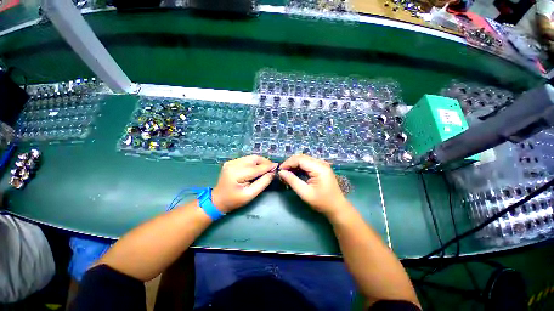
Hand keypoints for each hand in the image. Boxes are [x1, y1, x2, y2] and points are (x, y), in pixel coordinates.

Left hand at [212, 155, 276, 212]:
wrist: (217, 200)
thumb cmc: (234, 200)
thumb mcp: (250, 195)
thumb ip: (262, 183)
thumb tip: (272, 173)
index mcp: (236, 173)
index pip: (256, 168)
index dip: (268, 166)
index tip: (277, 166)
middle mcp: (233, 164)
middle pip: (254, 159)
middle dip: (265, 162)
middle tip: (271, 169)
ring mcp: (231, 161)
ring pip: (251, 157)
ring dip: (260, 162)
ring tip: (265, 169)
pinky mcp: (231, 162)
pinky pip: (247, 159)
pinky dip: (254, 162)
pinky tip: (257, 168)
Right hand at [278, 155, 348, 217]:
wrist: (337, 207)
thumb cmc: (322, 202)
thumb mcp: (305, 193)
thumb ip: (292, 181)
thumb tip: (281, 172)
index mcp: (319, 168)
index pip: (300, 159)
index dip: (288, 163)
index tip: (280, 170)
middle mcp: (321, 163)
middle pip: (302, 157)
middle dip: (290, 163)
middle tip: (282, 172)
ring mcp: (322, 164)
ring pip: (304, 159)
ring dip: (294, 164)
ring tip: (287, 173)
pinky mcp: (321, 167)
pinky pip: (308, 163)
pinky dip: (300, 167)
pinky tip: (295, 173)